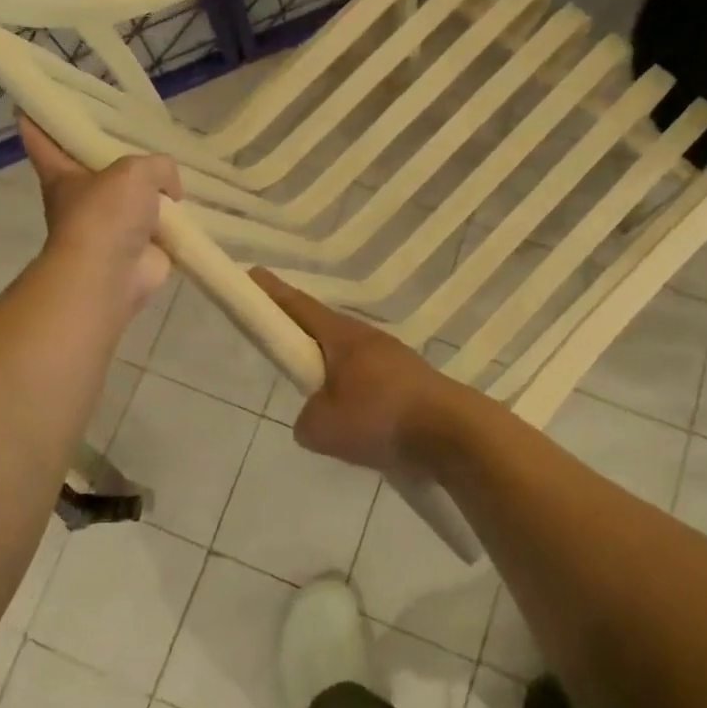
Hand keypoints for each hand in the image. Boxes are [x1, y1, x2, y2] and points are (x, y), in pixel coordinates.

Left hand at [20, 115, 180, 313]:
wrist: (112, 274)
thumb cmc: (106, 214)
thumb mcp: (134, 171)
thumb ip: (157, 166)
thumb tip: (169, 192)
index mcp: (63, 174)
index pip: (43, 140)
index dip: (38, 120)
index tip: (31, 104)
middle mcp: (82, 198)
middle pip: (93, 166)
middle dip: (110, 153)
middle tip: (134, 129)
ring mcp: (110, 225)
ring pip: (130, 196)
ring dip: (149, 188)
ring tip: (174, 169)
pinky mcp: (137, 247)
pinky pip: (159, 225)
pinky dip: (173, 219)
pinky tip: (190, 206)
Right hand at [252, 268, 457, 476]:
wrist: (453, 434)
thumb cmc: (380, 418)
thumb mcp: (322, 428)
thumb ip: (305, 420)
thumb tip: (315, 418)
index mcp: (343, 337)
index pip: (299, 307)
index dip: (273, 293)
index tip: (253, 274)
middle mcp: (369, 339)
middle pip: (326, 331)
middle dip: (304, 336)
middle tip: (286, 349)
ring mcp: (395, 359)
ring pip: (351, 360)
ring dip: (334, 372)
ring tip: (326, 405)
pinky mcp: (413, 383)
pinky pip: (373, 383)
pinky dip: (358, 395)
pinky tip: (359, 423)